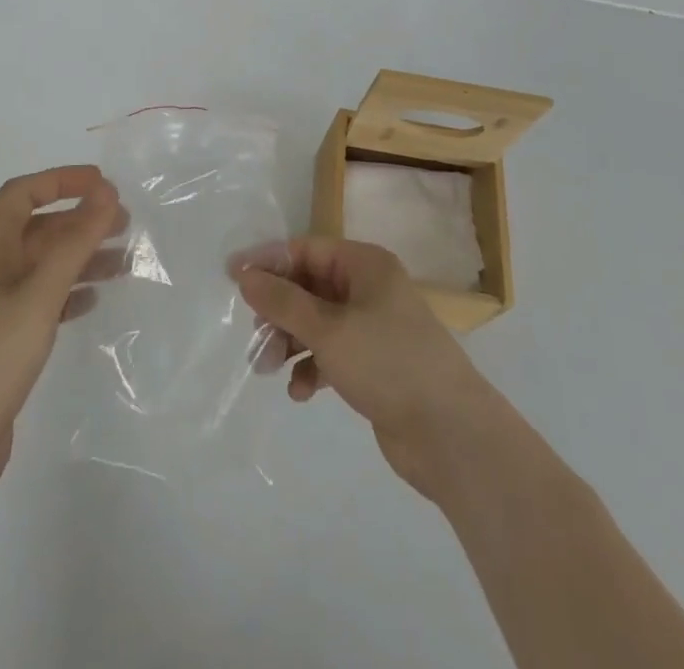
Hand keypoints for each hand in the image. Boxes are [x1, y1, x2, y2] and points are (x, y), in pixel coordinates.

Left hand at [0, 166, 121, 508]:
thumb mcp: (39, 293)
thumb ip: (75, 241)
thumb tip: (107, 191)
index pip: (23, 193)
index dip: (62, 180)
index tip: (104, 184)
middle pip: (39, 228)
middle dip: (81, 221)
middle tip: (126, 225)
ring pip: (45, 265)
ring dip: (82, 257)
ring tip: (124, 265)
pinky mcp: (3, 340)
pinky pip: (43, 300)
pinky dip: (70, 293)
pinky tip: (94, 302)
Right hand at [238, 237, 504, 501]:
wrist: (450, 434)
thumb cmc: (387, 362)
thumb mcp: (328, 328)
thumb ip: (283, 301)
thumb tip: (244, 274)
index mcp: (365, 264)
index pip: (307, 249)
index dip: (268, 262)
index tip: (232, 278)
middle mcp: (369, 289)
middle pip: (310, 287)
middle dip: (278, 311)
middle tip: (254, 337)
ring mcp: (373, 327)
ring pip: (317, 323)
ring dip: (290, 342)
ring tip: (268, 370)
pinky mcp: (374, 364)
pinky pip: (332, 354)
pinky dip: (313, 367)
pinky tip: (300, 392)